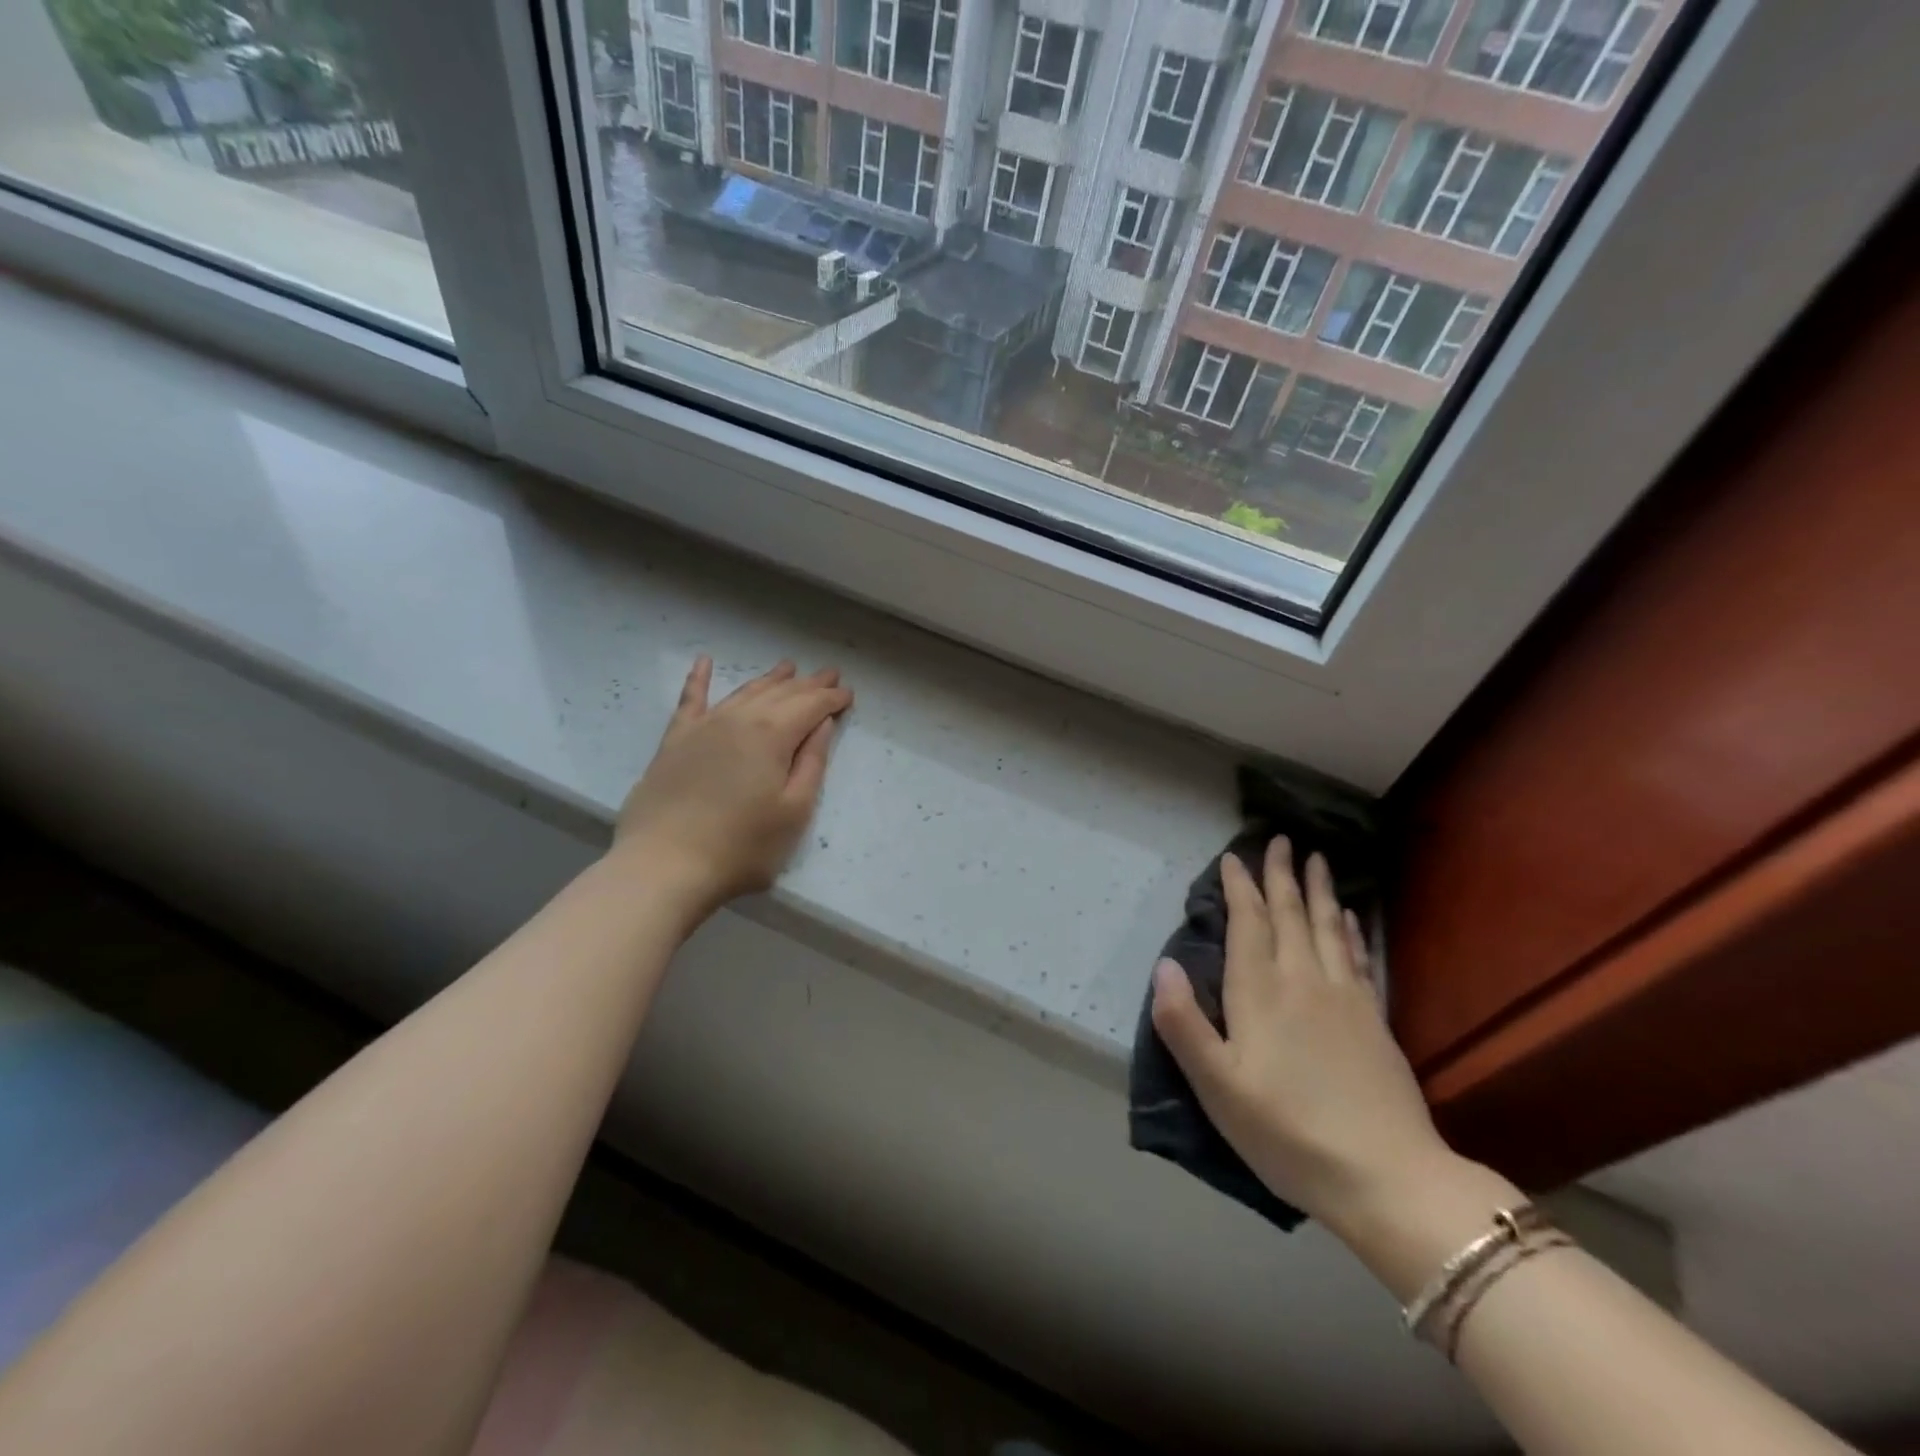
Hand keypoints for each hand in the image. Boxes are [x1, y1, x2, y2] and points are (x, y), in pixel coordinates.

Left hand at [613, 656, 851, 914]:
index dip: (832, 698)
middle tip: (829, 673)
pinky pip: (690, 700)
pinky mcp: (675, 741)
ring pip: (744, 692)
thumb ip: (812, 764)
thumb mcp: (794, 812)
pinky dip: (698, 678)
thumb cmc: (741, 847)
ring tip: (788, 667)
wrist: (663, 865)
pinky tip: (703, 661)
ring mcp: (703, 727)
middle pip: (781, 694)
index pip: (811, 706)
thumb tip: (822, 724)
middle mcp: (739, 719)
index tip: (849, 693)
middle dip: (808, 683)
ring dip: (769, 679)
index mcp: (773, 735)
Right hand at [1150, 837, 1452, 1230]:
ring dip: (1318, 890)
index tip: (1234, 857)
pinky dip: (1350, 930)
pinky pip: (1357, 957)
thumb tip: (1163, 963)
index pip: (1248, 924)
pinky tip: (1350, 917)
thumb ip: (1183, 1023)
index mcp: (1260, 994)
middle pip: (1290, 915)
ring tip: (1317, 859)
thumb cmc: (1287, 1132)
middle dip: (1281, 875)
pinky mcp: (1374, 1021)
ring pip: (1326, 928)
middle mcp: (1303, 981)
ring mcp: (1345, 999)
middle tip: (1280, 839)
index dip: (1240, 887)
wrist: (1387, 1178)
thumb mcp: (1217, 1086)